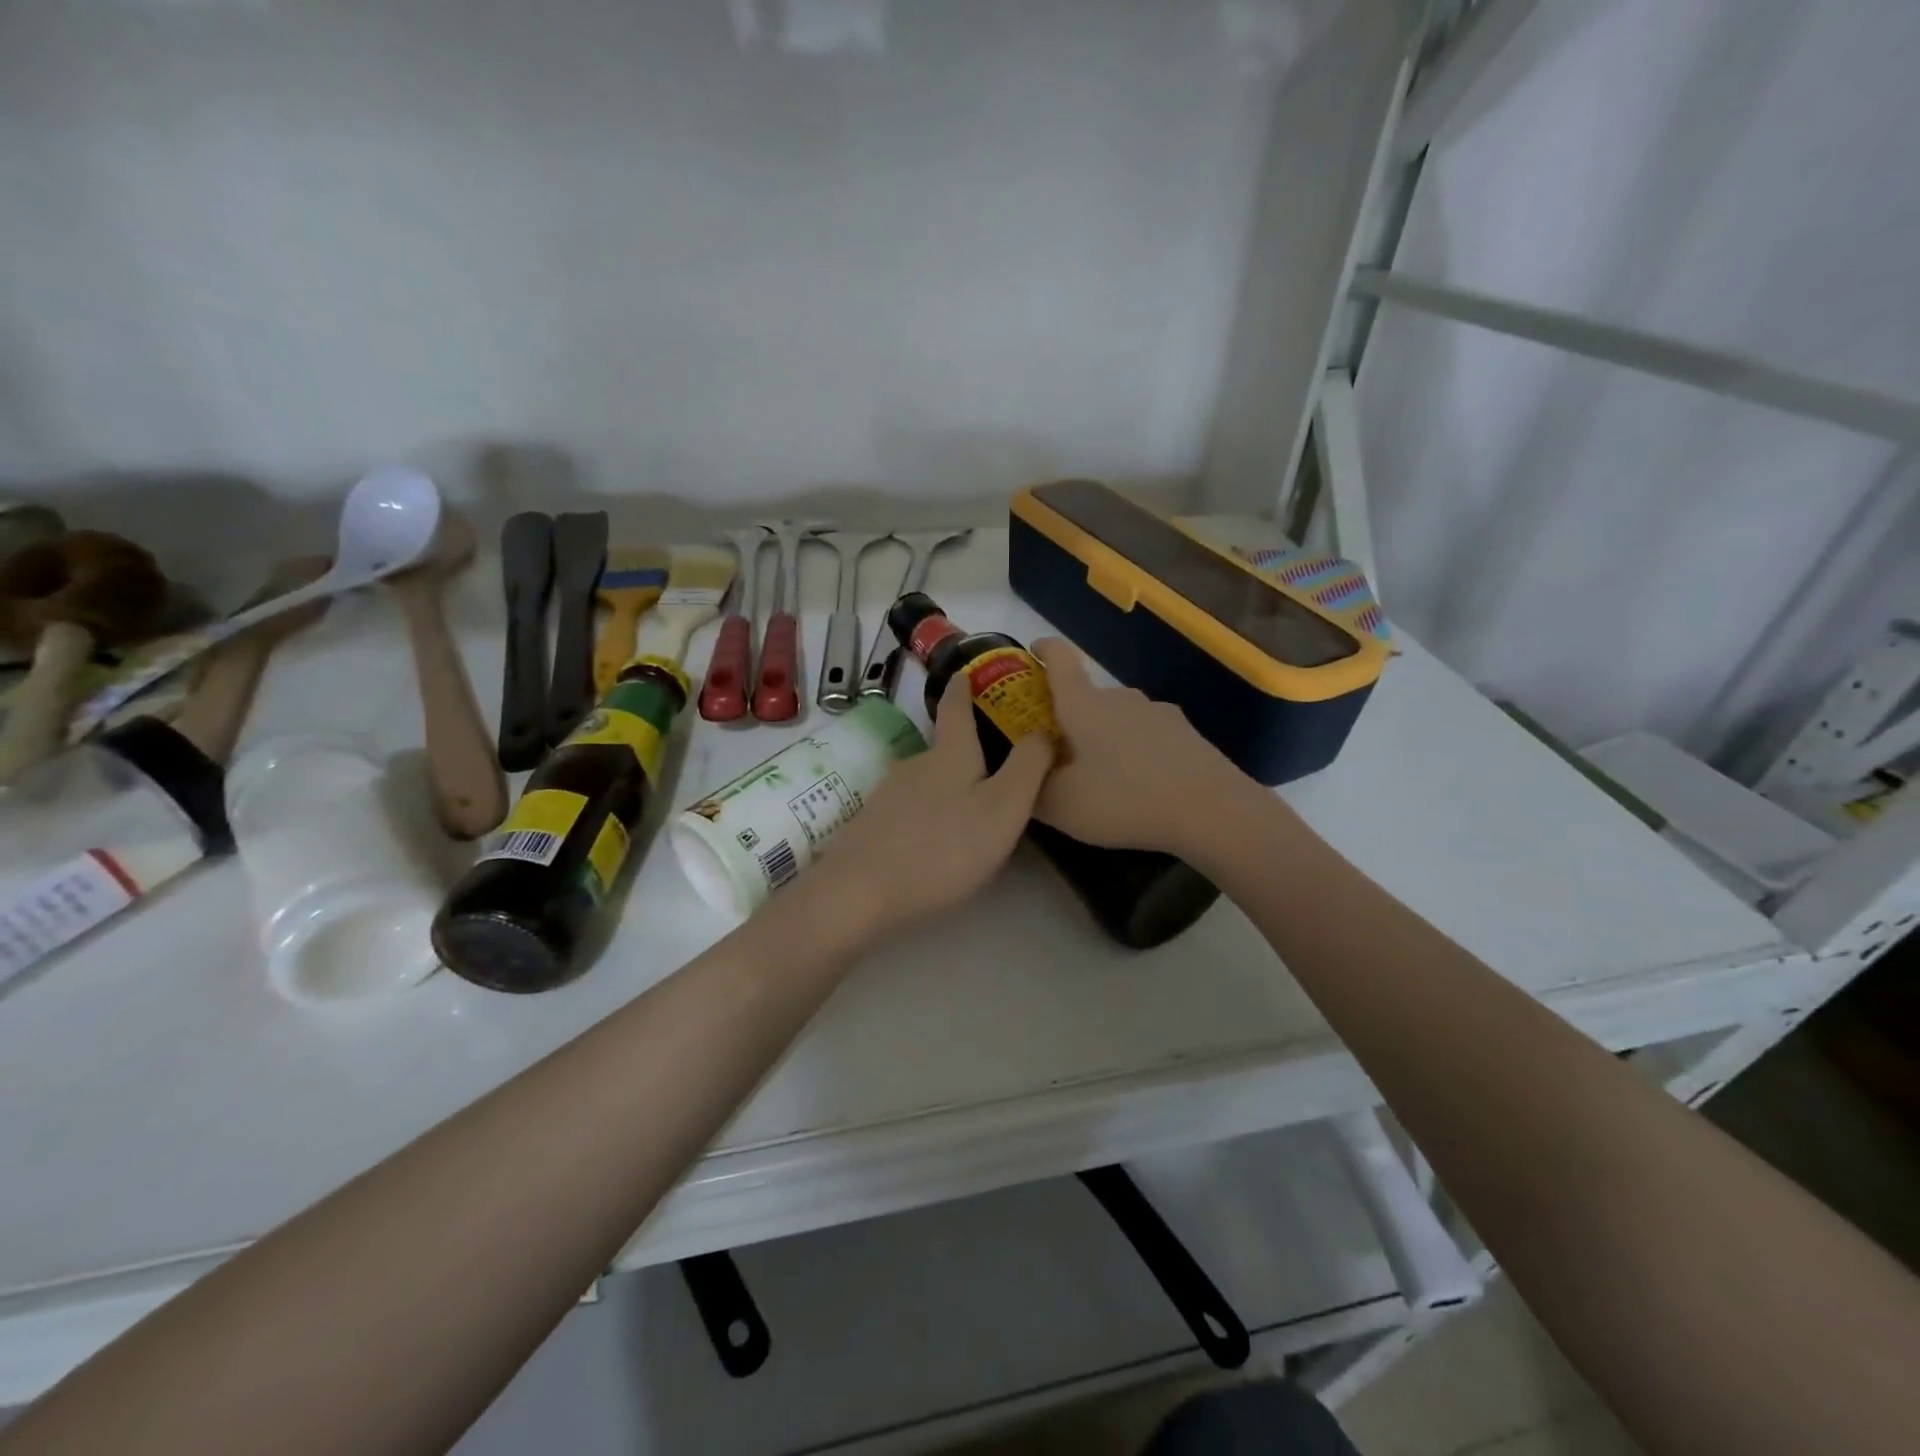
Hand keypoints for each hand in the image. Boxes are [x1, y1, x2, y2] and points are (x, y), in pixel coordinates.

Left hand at [807, 673, 1053, 942]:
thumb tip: (1042, 730)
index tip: (965, 673)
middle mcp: (916, 764)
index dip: (964, 688)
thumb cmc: (944, 848)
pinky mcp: (872, 823)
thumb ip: (1027, 767)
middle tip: (997, 775)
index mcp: (950, 754)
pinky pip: (910, 809)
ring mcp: (888, 794)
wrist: (860, 892)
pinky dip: (928, 815)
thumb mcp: (1004, 808)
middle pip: (945, 750)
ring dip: (949, 789)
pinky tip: (936, 842)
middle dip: (968, 754)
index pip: (956, 707)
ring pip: (928, 782)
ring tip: (971, 815)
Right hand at [1031, 636, 1247, 857]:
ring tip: (1102, 780)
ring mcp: (1158, 713)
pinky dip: (1136, 754)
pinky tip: (1140, 787)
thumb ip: (1032, 789)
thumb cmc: (1124, 800)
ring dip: (1104, 739)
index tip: (1032, 653)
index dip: (1043, 650)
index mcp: (1084, 705)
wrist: (1212, 811)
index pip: (1059, 660)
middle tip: (1059, 756)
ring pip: (1118, 719)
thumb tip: (1024, 777)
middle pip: (1087, 698)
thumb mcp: (1061, 806)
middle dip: (1070, 720)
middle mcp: (1121, 698)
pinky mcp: (1186, 734)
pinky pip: (1147, 737)